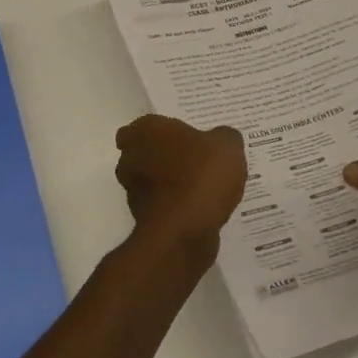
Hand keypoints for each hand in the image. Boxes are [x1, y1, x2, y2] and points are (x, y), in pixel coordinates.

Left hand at [115, 115, 246, 263]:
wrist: (183, 232)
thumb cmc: (200, 176)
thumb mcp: (227, 145)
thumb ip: (223, 137)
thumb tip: (220, 139)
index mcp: (144, 131)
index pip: (143, 125)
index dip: (161, 131)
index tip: (184, 137)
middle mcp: (131, 158)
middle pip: (145, 152)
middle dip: (166, 156)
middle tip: (197, 158)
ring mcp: (133, 192)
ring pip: (152, 180)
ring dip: (171, 183)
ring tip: (204, 186)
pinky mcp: (144, 220)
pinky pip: (163, 205)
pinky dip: (176, 206)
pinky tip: (202, 208)